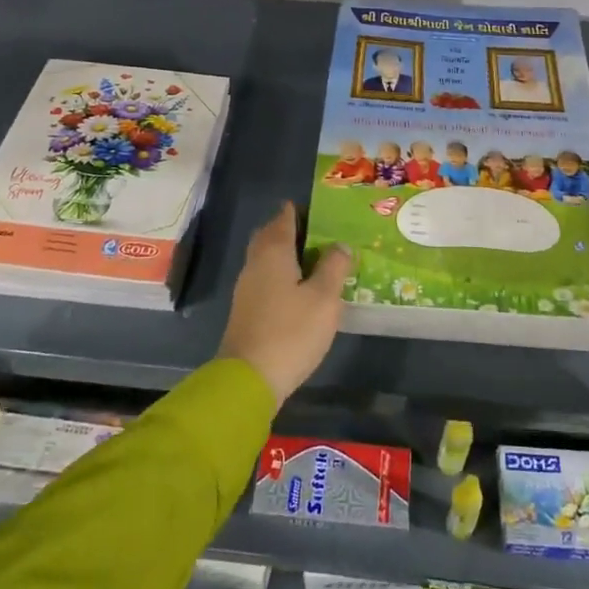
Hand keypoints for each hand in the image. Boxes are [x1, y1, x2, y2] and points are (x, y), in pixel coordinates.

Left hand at [218, 202, 351, 406]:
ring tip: (319, 261)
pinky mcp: (248, 309)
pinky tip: (302, 289)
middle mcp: (256, 262)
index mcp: (273, 251)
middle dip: (293, 230)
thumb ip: (334, 267)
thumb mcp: (324, 298)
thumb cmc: (291, 331)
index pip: (285, 217)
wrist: (249, 379)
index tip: (325, 210)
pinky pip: (267, 278)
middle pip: (272, 235)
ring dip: (289, 254)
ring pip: (268, 258)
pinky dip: (283, 274)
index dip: (303, 210)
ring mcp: (248, 287)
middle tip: (322, 234)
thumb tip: (340, 245)